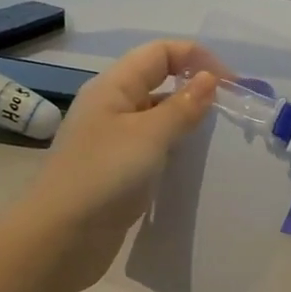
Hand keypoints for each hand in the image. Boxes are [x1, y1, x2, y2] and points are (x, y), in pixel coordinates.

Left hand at [23, 40, 219, 290]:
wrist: (60, 238)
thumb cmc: (104, 176)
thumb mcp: (149, 135)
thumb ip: (182, 106)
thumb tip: (209, 78)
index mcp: (113, 86)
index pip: (160, 53)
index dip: (196, 57)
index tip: (231, 84)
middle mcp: (112, 105)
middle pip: (158, 79)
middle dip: (194, 85)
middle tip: (230, 109)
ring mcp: (113, 138)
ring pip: (157, 113)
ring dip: (186, 117)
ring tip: (217, 134)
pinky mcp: (117, 168)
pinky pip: (152, 143)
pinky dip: (175, 144)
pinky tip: (192, 160)